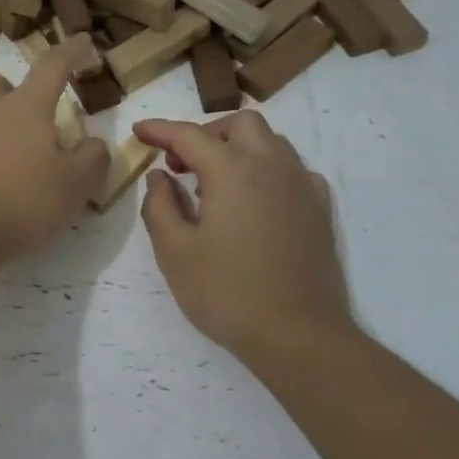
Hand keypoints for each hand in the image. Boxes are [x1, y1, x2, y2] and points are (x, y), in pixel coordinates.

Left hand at [0, 37, 110, 263]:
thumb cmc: (23, 201)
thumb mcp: (76, 184)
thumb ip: (92, 158)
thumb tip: (93, 145)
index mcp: (25, 108)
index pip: (52, 66)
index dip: (72, 52)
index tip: (85, 43)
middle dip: (13, 89)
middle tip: (31, 117)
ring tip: (16, 167)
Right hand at [134, 112, 353, 358]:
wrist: (298, 334)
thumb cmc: (226, 293)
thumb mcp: (174, 252)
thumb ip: (160, 205)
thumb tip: (160, 177)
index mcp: (232, 171)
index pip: (189, 135)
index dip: (160, 129)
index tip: (139, 132)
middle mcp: (272, 166)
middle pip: (239, 124)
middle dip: (205, 133)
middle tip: (181, 164)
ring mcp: (302, 185)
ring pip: (270, 142)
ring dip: (237, 148)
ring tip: (213, 184)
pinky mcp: (319, 209)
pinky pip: (291, 169)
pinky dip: (266, 170)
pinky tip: (253, 201)